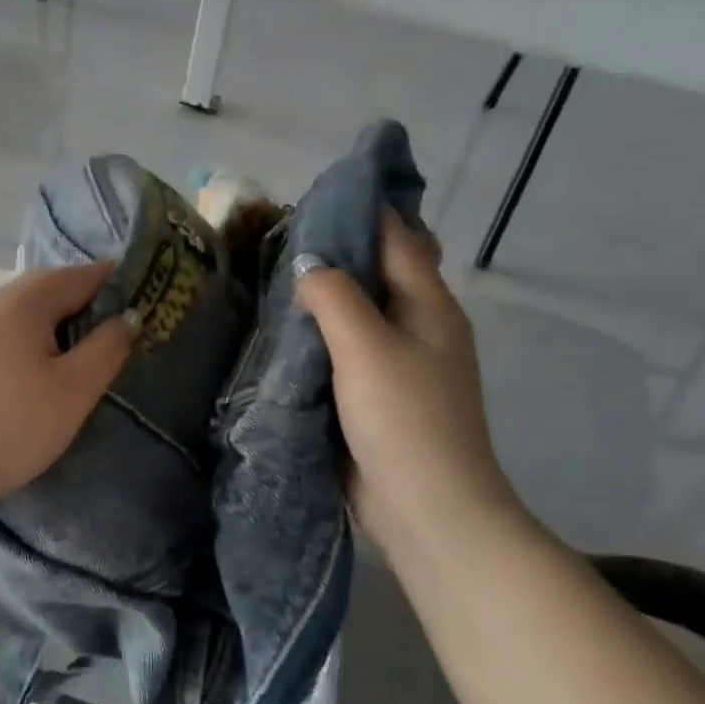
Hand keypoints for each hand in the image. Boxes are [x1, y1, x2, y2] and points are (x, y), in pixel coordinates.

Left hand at [0, 261, 137, 511]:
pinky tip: (46, 364)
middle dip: (88, 297)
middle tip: (120, 324)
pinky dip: (36, 334)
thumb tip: (130, 316)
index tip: (147, 297)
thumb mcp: (75, 388)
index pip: (81, 275)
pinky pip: (10, 329)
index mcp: (26, 302)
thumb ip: (107, 346)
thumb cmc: (15, 424)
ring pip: (28, 308)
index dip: (117, 282)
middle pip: (51, 286)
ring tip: (88, 345)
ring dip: (61, 317)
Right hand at [293, 213, 519, 551]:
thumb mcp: (366, 348)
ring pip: (359, 311)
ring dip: (326, 293)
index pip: (397, 237)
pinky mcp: (377, 394)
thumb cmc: (403, 420)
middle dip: (339, 249)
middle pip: (378, 271)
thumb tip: (307, 262)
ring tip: (275, 273)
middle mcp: (419, 325)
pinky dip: (321, 332)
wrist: (427, 511)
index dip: (363, 209)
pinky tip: (287, 327)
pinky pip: (346, 348)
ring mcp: (399, 362)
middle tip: (283, 234)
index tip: (317, 192)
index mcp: (429, 305)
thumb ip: (334, 296)